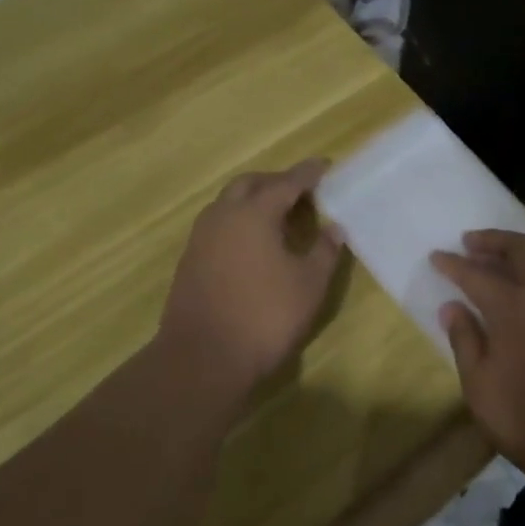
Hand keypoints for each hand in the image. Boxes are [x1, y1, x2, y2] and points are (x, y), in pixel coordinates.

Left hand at [157, 159, 344, 394]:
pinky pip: (218, 225)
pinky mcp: (190, 260)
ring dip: (254, 201)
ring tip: (279, 218)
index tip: (325, 166)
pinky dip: (239, 222)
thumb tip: (334, 228)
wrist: (202, 359)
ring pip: (229, 203)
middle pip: (250, 184)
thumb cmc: (264, 317)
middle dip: (276, 182)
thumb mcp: (309, 285)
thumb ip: (325, 251)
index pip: (287, 182)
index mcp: (254, 213)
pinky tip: (255, 245)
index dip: (308, 173)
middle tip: (301, 193)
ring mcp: (201, 237)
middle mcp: (223, 215)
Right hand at [431, 230, 524, 477]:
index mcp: (511, 308)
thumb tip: (451, 307)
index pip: (475, 274)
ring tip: (513, 254)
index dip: (453, 264)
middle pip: (521, 249)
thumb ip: (464, 340)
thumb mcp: (479, 386)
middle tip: (473, 243)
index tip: (437, 256)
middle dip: (493, 240)